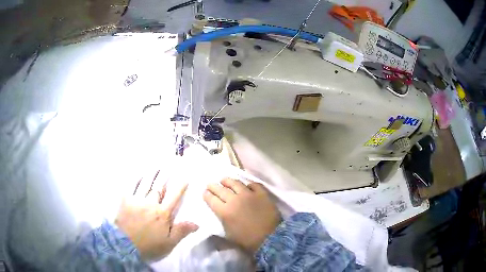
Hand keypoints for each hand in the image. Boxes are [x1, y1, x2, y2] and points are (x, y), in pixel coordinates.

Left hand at [115, 171, 197, 261]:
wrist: (125, 246)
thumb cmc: (149, 245)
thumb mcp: (169, 243)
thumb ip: (181, 231)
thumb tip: (196, 223)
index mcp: (163, 213)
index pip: (174, 196)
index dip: (180, 186)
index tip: (184, 177)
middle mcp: (150, 203)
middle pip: (159, 186)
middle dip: (165, 175)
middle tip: (169, 164)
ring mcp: (137, 200)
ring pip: (146, 183)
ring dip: (151, 173)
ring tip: (155, 165)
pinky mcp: (125, 200)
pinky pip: (131, 186)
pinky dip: (135, 178)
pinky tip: (138, 173)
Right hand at [203, 178, 280, 252]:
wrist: (270, 238)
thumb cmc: (247, 240)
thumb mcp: (228, 236)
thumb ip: (221, 224)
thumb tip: (217, 219)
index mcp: (224, 211)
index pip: (211, 199)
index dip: (207, 195)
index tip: (205, 192)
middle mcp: (234, 200)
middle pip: (220, 189)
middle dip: (213, 186)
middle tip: (210, 184)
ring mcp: (249, 194)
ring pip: (235, 183)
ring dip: (227, 181)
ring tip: (224, 180)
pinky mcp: (262, 193)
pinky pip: (253, 184)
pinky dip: (249, 185)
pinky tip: (247, 186)